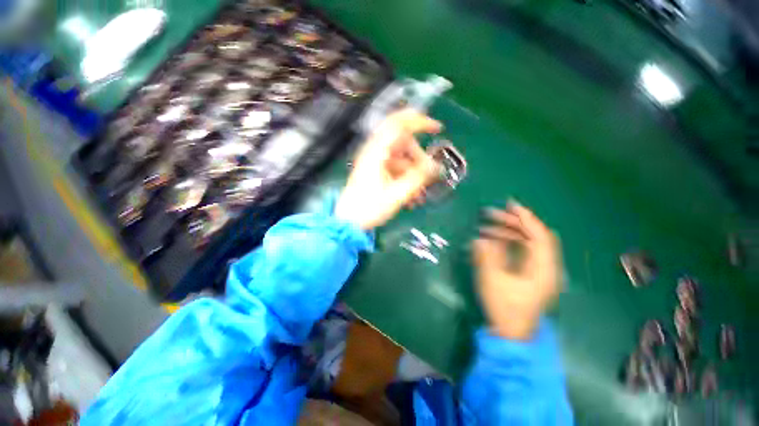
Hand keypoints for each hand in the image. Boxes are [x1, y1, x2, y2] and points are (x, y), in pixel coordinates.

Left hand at [335, 109, 441, 229]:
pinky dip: (406, 180)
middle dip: (419, 158)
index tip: (437, 128)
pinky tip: (412, 197)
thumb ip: (418, 177)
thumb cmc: (369, 208)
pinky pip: (396, 170)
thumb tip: (436, 166)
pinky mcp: (376, 172)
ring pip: (402, 159)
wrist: (349, 222)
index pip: (399, 124)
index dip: (420, 122)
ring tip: (420, 194)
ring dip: (414, 173)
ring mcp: (375, 162)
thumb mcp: (397, 194)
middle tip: (429, 174)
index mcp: (377, 152)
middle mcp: (375, 152)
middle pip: (403, 144)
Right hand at [473, 201, 561, 339]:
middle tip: (491, 214)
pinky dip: (510, 242)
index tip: (510, 204)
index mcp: (542, 269)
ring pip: (528, 243)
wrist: (513, 333)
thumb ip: (486, 256)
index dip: (526, 217)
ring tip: (487, 228)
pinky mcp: (533, 274)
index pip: (540, 235)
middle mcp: (547, 267)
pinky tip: (494, 241)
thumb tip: (480, 238)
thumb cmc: (504, 308)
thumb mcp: (492, 280)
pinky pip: (524, 251)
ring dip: (509, 232)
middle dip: (513, 222)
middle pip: (534, 236)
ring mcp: (541, 271)